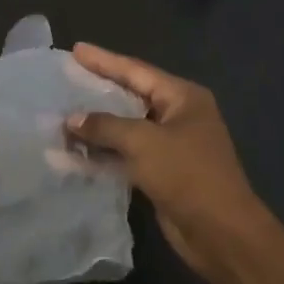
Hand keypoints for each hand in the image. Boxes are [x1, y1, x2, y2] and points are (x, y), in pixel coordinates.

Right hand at [65, 44, 265, 276]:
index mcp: (182, 97)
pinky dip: (103, 152)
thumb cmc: (187, 174)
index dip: (104, 60)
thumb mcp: (143, 142)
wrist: (221, 233)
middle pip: (131, 96)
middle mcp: (178, 116)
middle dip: (98, 91)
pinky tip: (75, 152)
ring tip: (63, 116)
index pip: (136, 70)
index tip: (76, 50)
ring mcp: (171, 145)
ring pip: (126, 127)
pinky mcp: (162, 172)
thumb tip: (71, 119)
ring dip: (97, 126)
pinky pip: (126, 154)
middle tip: (66, 79)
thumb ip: (104, 126)